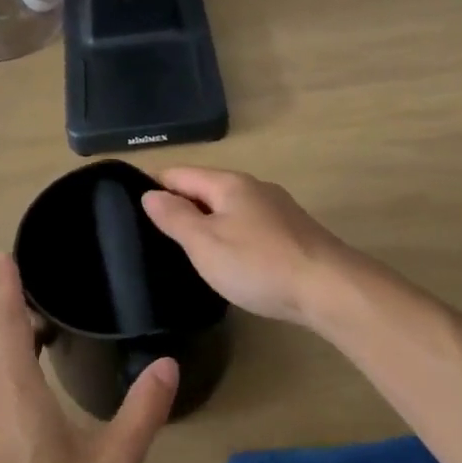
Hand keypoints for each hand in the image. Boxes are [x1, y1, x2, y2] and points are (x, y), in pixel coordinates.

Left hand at [0, 256, 178, 462]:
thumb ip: (141, 413)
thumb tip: (166, 364)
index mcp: (15, 395)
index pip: (5, 324)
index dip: (5, 287)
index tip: (3, 256)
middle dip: (5, 310)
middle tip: (31, 291)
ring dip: (2, 342)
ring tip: (34, 334)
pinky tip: (24, 392)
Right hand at [140, 166, 355, 325]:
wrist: (331, 289)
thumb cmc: (259, 264)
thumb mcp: (205, 244)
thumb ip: (175, 217)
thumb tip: (150, 194)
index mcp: (228, 183)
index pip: (178, 173)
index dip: (153, 186)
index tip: (130, 207)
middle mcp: (253, 187)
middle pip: (205, 188)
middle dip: (180, 205)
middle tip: (153, 234)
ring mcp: (277, 209)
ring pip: (229, 207)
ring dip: (206, 221)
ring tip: (186, 248)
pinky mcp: (292, 232)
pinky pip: (249, 225)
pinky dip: (231, 235)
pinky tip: (229, 259)